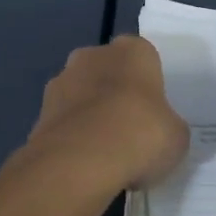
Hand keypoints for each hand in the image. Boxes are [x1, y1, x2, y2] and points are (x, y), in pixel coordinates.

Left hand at [26, 35, 188, 189]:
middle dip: (116, 95)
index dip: (149, 86)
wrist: (80, 162)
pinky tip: (84, 165)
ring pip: (82, 95)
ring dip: (90, 116)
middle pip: (109, 72)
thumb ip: (169, 127)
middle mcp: (93, 55)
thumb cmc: (140, 135)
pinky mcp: (39, 113)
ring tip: (106, 154)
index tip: (154, 113)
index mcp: (132, 50)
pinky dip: (72, 139)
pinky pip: (64, 123)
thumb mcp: (176, 136)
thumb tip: (161, 133)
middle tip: (131, 131)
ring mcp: (61, 82)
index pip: (144, 59)